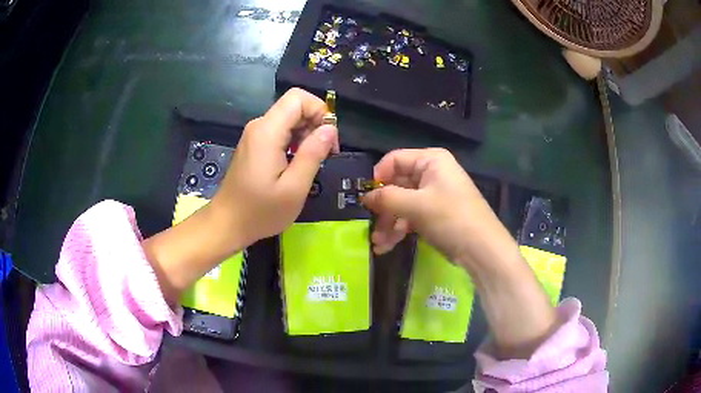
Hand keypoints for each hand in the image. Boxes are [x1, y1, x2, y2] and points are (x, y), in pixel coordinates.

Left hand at [210, 88, 339, 249]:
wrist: (227, 223)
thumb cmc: (260, 211)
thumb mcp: (294, 188)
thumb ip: (313, 154)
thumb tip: (330, 129)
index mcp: (267, 132)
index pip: (298, 97)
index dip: (319, 111)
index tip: (329, 140)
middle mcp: (259, 126)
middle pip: (294, 106)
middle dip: (316, 124)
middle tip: (325, 155)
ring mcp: (255, 135)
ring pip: (289, 119)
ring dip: (307, 135)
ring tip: (312, 163)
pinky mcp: (254, 145)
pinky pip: (280, 132)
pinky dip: (295, 142)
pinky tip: (297, 165)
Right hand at [362, 148, 504, 264]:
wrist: (481, 249)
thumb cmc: (450, 218)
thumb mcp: (416, 206)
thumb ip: (387, 198)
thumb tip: (365, 196)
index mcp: (430, 160)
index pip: (394, 160)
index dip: (378, 177)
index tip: (366, 197)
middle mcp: (431, 173)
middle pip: (397, 184)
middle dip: (383, 208)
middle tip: (370, 226)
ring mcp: (433, 195)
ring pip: (402, 204)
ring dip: (388, 223)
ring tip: (378, 243)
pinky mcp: (434, 214)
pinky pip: (411, 216)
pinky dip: (399, 229)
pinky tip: (387, 246)